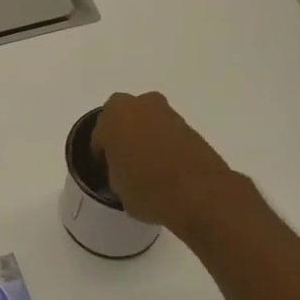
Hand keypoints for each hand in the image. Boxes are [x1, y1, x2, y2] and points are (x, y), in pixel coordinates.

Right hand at [91, 92, 234, 227]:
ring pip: (148, 123)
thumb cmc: (147, 188)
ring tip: (149, 167)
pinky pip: (167, 133)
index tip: (108, 171)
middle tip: (126, 163)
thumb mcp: (117, 187)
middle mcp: (138, 105)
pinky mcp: (190, 126)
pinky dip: (165, 145)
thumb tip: (124, 172)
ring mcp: (167, 113)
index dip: (102, 155)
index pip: (100, 135)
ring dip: (146, 138)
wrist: (200, 193)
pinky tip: (167, 168)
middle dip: (124, 135)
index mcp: (112, 116)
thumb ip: (115, 171)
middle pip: (124, 119)